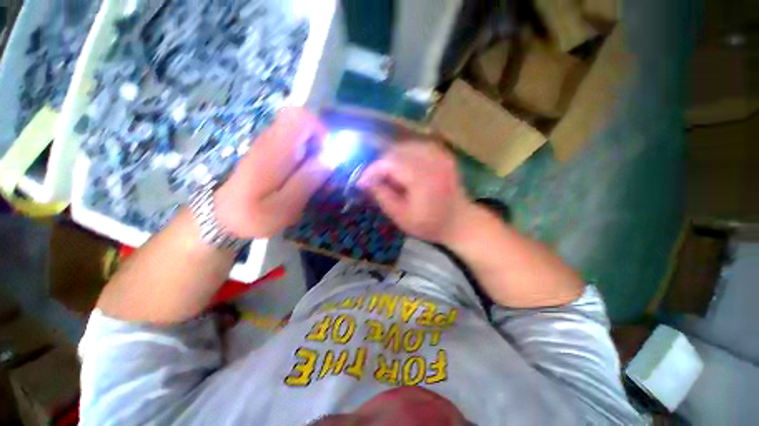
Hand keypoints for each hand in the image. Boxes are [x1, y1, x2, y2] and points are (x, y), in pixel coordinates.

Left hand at [214, 107, 330, 237]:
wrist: (223, 218)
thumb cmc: (253, 216)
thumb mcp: (285, 206)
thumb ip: (307, 180)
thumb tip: (331, 158)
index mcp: (274, 150)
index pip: (298, 116)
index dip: (319, 129)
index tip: (326, 153)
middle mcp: (271, 142)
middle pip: (303, 127)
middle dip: (319, 147)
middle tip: (322, 174)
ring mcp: (269, 147)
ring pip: (300, 138)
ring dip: (314, 157)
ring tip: (314, 183)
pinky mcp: (269, 155)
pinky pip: (294, 149)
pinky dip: (305, 162)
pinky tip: (302, 183)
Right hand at [358, 142, 473, 243]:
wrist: (460, 221)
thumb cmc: (430, 224)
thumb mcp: (401, 217)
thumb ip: (382, 196)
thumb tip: (364, 182)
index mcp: (422, 178)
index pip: (389, 163)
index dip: (371, 170)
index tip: (361, 182)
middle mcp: (432, 160)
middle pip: (396, 150)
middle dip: (380, 163)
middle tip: (373, 179)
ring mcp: (440, 154)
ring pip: (405, 145)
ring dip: (391, 158)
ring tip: (386, 175)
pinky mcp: (443, 153)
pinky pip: (417, 146)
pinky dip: (404, 154)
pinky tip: (401, 167)